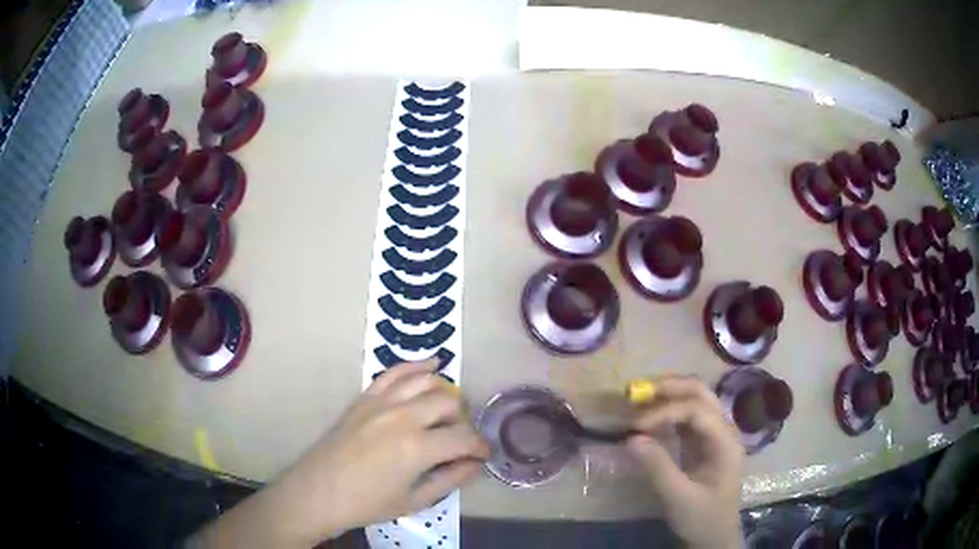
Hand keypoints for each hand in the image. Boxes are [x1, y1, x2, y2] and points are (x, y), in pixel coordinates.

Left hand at [193, 360, 489, 547]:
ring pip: (426, 381)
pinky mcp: (365, 397)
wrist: (319, 491)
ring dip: (445, 391)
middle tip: (461, 438)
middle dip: (464, 420)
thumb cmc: (367, 503)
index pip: (464, 438)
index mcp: (418, 448)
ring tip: (450, 407)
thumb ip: (450, 480)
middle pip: (449, 402)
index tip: (484, 454)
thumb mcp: (414, 501)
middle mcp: (403, 416)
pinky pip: (394, 372)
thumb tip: (476, 465)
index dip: (480, 446)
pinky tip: (431, 365)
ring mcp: (381, 402)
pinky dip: (415, 366)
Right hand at [627, 375, 743, 548]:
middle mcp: (723, 430)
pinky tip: (648, 417)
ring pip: (694, 401)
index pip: (697, 411)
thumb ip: (658, 467)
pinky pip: (685, 418)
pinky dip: (666, 413)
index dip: (665, 411)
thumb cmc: (702, 518)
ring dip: (667, 396)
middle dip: (669, 388)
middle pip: (700, 394)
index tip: (635, 425)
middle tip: (636, 392)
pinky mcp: (701, 444)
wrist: (714, 536)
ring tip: (638, 399)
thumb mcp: (679, 497)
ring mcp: (713, 435)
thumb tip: (631, 438)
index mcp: (725, 442)